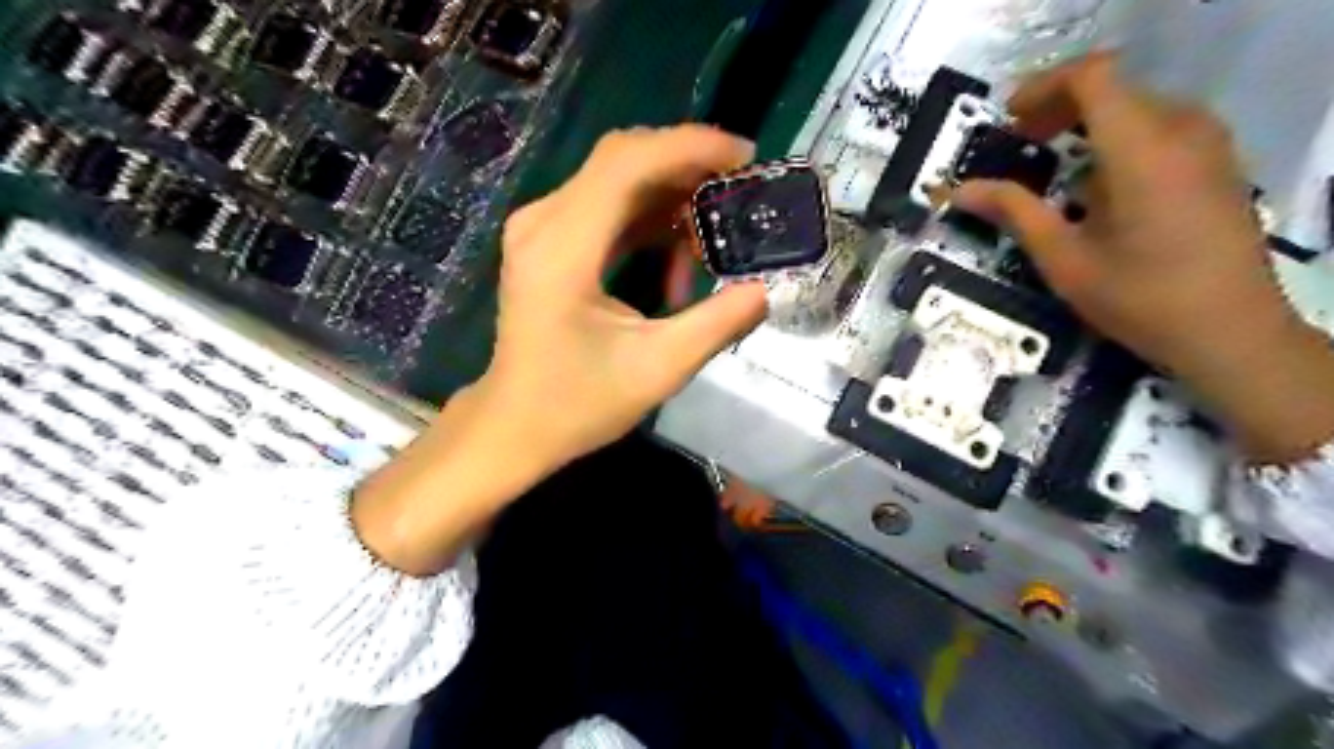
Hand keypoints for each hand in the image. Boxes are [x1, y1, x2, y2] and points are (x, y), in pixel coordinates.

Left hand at [485, 124, 766, 468]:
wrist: (515, 424)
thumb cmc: (578, 404)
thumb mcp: (659, 369)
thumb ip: (718, 323)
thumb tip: (767, 288)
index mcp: (563, 248)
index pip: (628, 162)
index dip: (691, 147)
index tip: (747, 158)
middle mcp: (544, 221)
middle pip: (623, 160)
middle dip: (688, 167)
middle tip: (740, 194)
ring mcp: (541, 228)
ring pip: (617, 179)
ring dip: (671, 198)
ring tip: (712, 241)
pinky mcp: (548, 241)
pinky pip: (606, 206)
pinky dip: (649, 219)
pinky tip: (678, 255)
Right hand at [954, 52, 1333, 461]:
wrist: (1229, 331)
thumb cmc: (1138, 298)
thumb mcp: (1063, 258)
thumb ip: (1012, 212)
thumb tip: (957, 190)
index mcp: (1141, 150)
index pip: (1093, 77)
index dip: (1043, 87)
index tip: (1008, 120)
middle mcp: (1181, 130)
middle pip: (1114, 87)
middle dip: (1059, 106)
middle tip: (1020, 142)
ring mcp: (1208, 143)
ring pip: (1137, 105)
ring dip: (1089, 121)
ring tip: (1053, 161)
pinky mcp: (1218, 162)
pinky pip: (1161, 126)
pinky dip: (1119, 137)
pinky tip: (1098, 183)